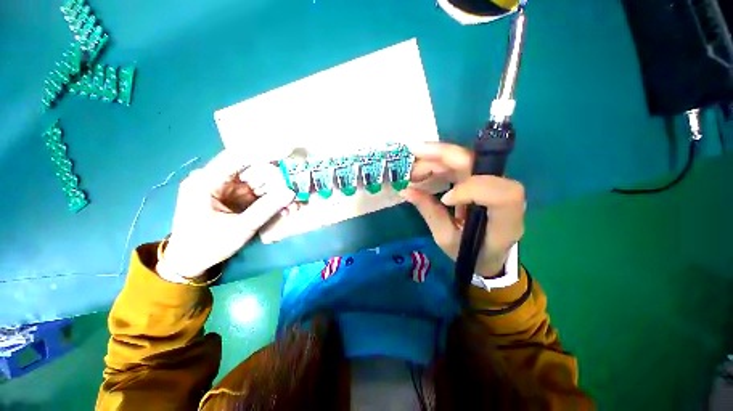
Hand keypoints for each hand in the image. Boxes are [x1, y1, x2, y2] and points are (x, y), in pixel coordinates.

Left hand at [157, 151, 295, 279]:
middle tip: (296, 187)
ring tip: (293, 204)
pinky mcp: (232, 197)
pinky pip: (255, 193)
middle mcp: (215, 179)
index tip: (288, 154)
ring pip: (257, 182)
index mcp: (205, 182)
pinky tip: (283, 208)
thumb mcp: (239, 229)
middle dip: (276, 179)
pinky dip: (270, 199)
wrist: (189, 261)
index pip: (237, 157)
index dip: (263, 153)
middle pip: (251, 170)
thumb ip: (266, 209)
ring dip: (276, 191)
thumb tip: (291, 193)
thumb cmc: (207, 245)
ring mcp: (224, 188)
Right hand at [400, 142, 524, 277]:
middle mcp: (504, 196)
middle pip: (479, 164)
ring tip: (412, 167)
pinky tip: (421, 167)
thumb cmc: (470, 252)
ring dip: (436, 158)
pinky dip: (438, 162)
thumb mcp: (447, 239)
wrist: (487, 253)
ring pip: (466, 159)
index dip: (472, 189)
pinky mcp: (480, 179)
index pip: (501, 194)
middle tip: (413, 158)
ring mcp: (492, 183)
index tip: (445, 200)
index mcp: (505, 221)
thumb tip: (406, 190)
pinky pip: (459, 164)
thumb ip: (430, 213)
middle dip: (443, 157)